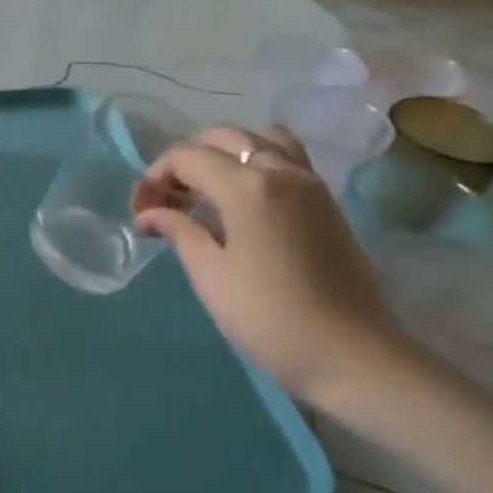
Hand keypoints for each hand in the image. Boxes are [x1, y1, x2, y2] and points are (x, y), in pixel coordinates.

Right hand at [132, 125, 411, 406]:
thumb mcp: (211, 276)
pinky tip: (241, 203)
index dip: (155, 177)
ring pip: (260, 139)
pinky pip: (285, 159)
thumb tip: (148, 214)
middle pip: (223, 137)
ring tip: (206, 193)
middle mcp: (282, 171)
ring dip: (225, 154)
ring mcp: (311, 183)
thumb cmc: (269, 319)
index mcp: (249, 187)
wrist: (351, 355)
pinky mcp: (326, 201)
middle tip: (168, 201)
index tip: (142, 213)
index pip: (188, 156)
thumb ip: (178, 231)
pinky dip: (255, 163)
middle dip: (186, 161)